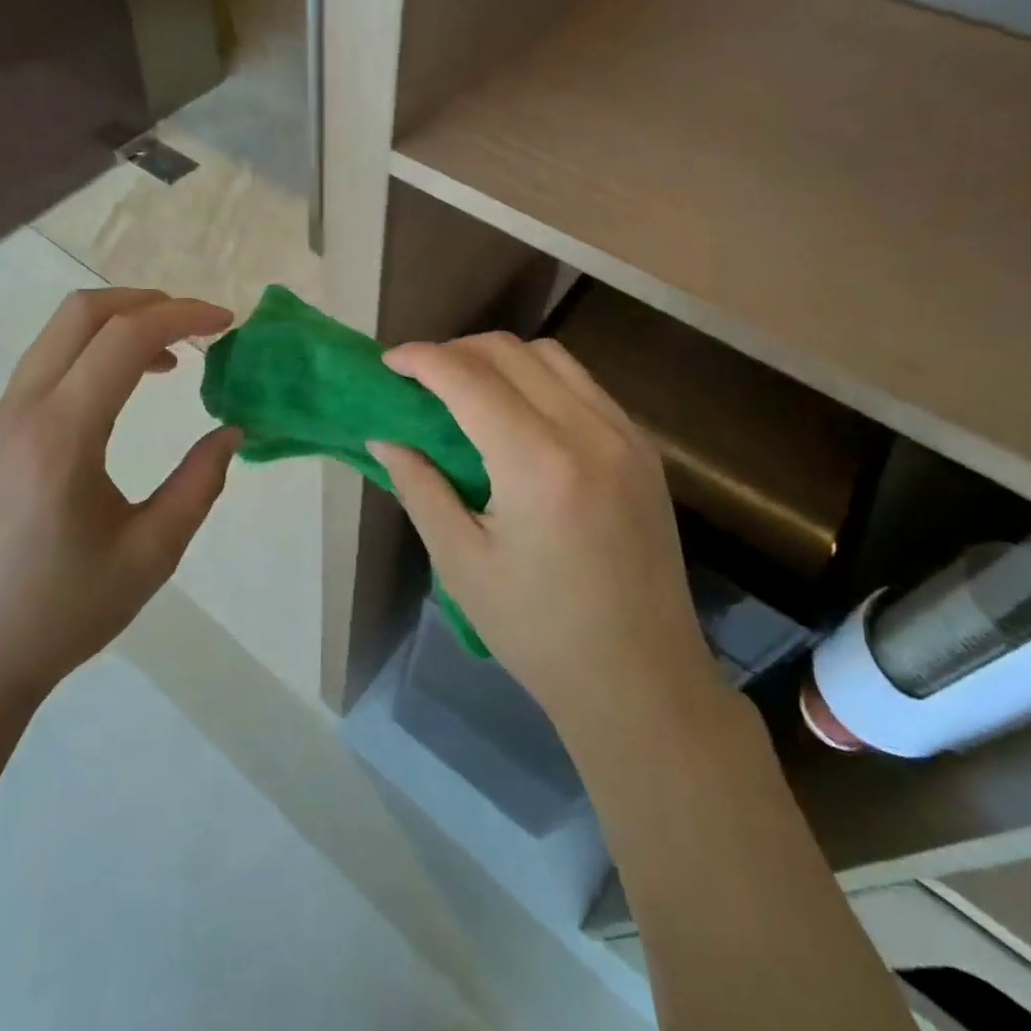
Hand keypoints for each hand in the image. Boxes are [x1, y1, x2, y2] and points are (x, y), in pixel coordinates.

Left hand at [0, 289, 240, 720]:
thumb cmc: (61, 612)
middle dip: (148, 303)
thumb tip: (231, 431)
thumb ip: (199, 484)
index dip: (183, 317)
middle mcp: (25, 409)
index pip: (125, 338)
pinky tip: (125, 390)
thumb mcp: (150, 554)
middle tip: (199, 327)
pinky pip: (49, 363)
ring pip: (61, 333)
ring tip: (172, 357)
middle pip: (83, 313)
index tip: (227, 324)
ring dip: (120, 325)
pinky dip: (95, 352)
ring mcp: (3, 418)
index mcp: (62, 434)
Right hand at [370, 333, 724, 742]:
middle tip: (420, 379)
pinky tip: (518, 414)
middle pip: (510, 351)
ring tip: (465, 390)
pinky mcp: (643, 449)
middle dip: (455, 351)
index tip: (388, 363)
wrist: (643, 680)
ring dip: (499, 359)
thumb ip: (419, 486)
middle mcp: (588, 431)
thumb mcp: (461, 563)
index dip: (421, 359)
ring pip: (551, 356)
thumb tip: (386, 435)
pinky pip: (583, 384)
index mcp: (538, 464)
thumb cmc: (538, 632)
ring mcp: (625, 435)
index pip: (468, 377)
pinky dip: (539, 378)